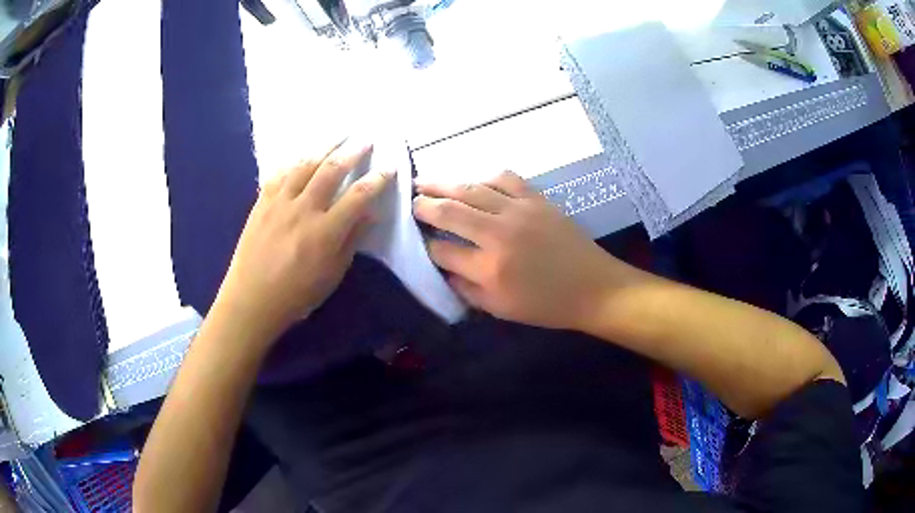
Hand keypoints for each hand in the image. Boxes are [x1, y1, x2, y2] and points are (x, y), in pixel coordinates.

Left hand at [215, 141, 392, 345]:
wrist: (251, 299)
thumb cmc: (296, 295)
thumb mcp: (332, 275)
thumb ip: (351, 241)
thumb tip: (369, 214)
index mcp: (325, 232)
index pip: (358, 196)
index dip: (377, 179)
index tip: (389, 167)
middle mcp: (303, 209)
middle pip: (332, 170)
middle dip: (353, 151)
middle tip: (366, 139)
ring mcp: (279, 202)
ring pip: (305, 164)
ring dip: (325, 146)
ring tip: (338, 135)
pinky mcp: (261, 202)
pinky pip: (279, 173)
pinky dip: (293, 160)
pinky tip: (302, 154)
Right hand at [414, 171, 636, 330]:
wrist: (593, 287)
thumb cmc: (546, 305)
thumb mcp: (500, 309)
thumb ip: (465, 289)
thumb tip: (442, 267)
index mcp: (489, 269)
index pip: (442, 250)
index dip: (425, 245)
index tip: (418, 240)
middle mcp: (498, 235)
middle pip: (449, 211)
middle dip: (423, 205)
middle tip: (411, 201)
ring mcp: (519, 212)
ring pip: (471, 189)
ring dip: (444, 184)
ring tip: (425, 182)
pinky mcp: (537, 199)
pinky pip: (504, 178)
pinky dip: (484, 177)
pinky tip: (475, 182)